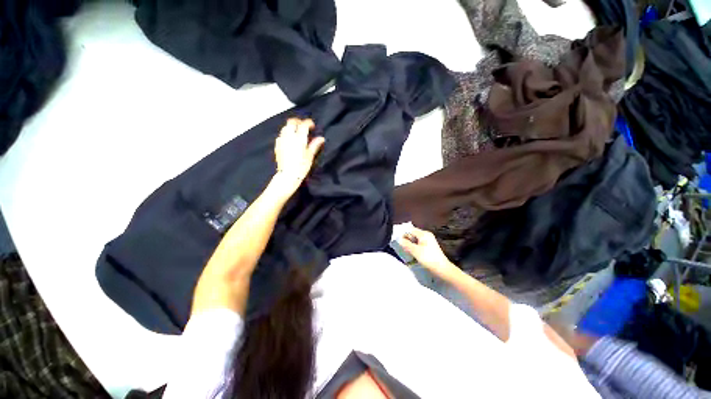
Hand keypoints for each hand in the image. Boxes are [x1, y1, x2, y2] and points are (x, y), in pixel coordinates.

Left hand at [273, 118, 324, 193]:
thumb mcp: (310, 156)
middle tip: (304, 126)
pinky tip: (290, 140)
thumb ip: (315, 145)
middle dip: (298, 122)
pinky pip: (281, 135)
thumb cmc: (301, 166)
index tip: (312, 126)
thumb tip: (321, 138)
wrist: (288, 174)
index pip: (303, 125)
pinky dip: (286, 134)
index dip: (309, 123)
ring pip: (285, 127)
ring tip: (297, 132)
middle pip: (292, 122)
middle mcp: (289, 137)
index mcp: (299, 139)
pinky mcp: (277, 145)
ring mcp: (282, 140)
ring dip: (291, 127)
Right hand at [398, 227, 458, 278]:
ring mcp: (428, 241)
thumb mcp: (415, 251)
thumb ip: (406, 244)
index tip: (398, 241)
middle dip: (406, 240)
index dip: (403, 235)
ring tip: (406, 251)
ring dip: (410, 244)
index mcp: (424, 234)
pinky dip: (414, 247)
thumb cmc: (429, 258)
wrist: (442, 269)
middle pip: (412, 234)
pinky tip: (412, 253)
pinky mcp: (429, 247)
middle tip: (402, 247)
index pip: (410, 230)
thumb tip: (398, 239)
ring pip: (415, 240)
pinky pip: (418, 244)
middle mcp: (426, 235)